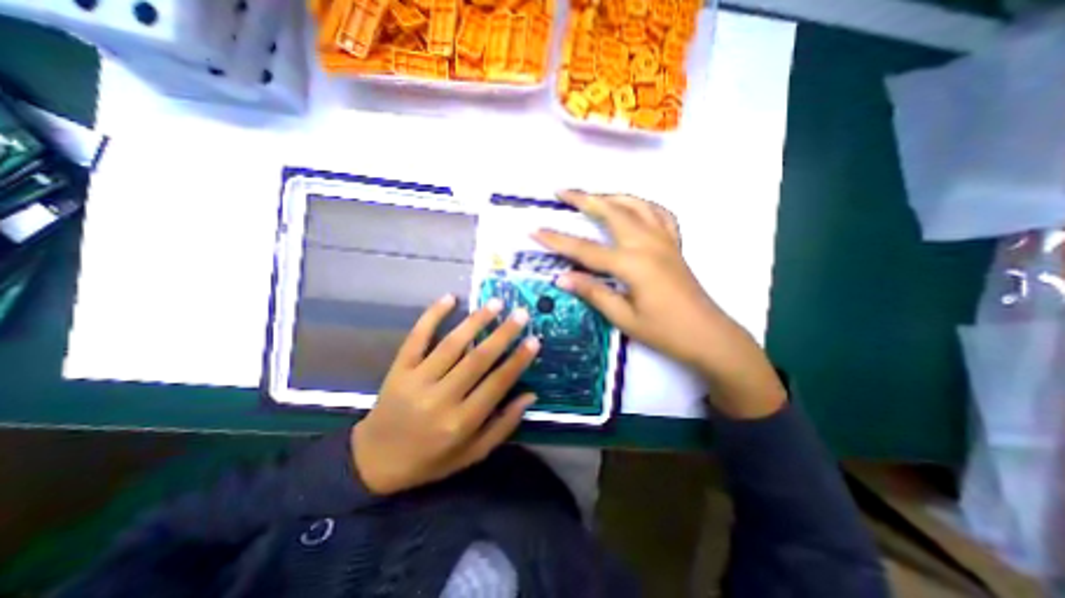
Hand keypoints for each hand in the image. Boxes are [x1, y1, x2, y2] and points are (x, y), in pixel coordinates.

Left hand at [353, 293, 542, 493]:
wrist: (374, 461)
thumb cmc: (430, 459)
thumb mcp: (472, 453)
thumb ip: (503, 426)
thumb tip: (530, 395)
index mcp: (460, 422)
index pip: (497, 384)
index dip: (518, 361)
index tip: (534, 340)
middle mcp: (440, 398)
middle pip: (477, 359)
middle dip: (503, 334)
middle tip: (521, 314)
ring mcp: (416, 380)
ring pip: (451, 344)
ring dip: (476, 320)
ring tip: (495, 303)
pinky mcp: (399, 368)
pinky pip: (417, 337)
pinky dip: (432, 315)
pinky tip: (450, 298)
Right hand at [533, 192, 789, 420]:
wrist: (708, 336)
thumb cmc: (665, 332)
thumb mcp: (623, 317)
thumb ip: (593, 292)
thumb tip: (561, 278)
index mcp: (632, 264)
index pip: (585, 249)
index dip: (558, 240)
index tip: (535, 230)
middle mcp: (647, 244)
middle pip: (611, 212)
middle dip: (584, 199)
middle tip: (562, 191)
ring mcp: (664, 240)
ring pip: (636, 206)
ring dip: (611, 196)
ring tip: (593, 195)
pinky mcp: (674, 244)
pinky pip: (659, 214)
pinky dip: (643, 205)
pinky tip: (634, 207)